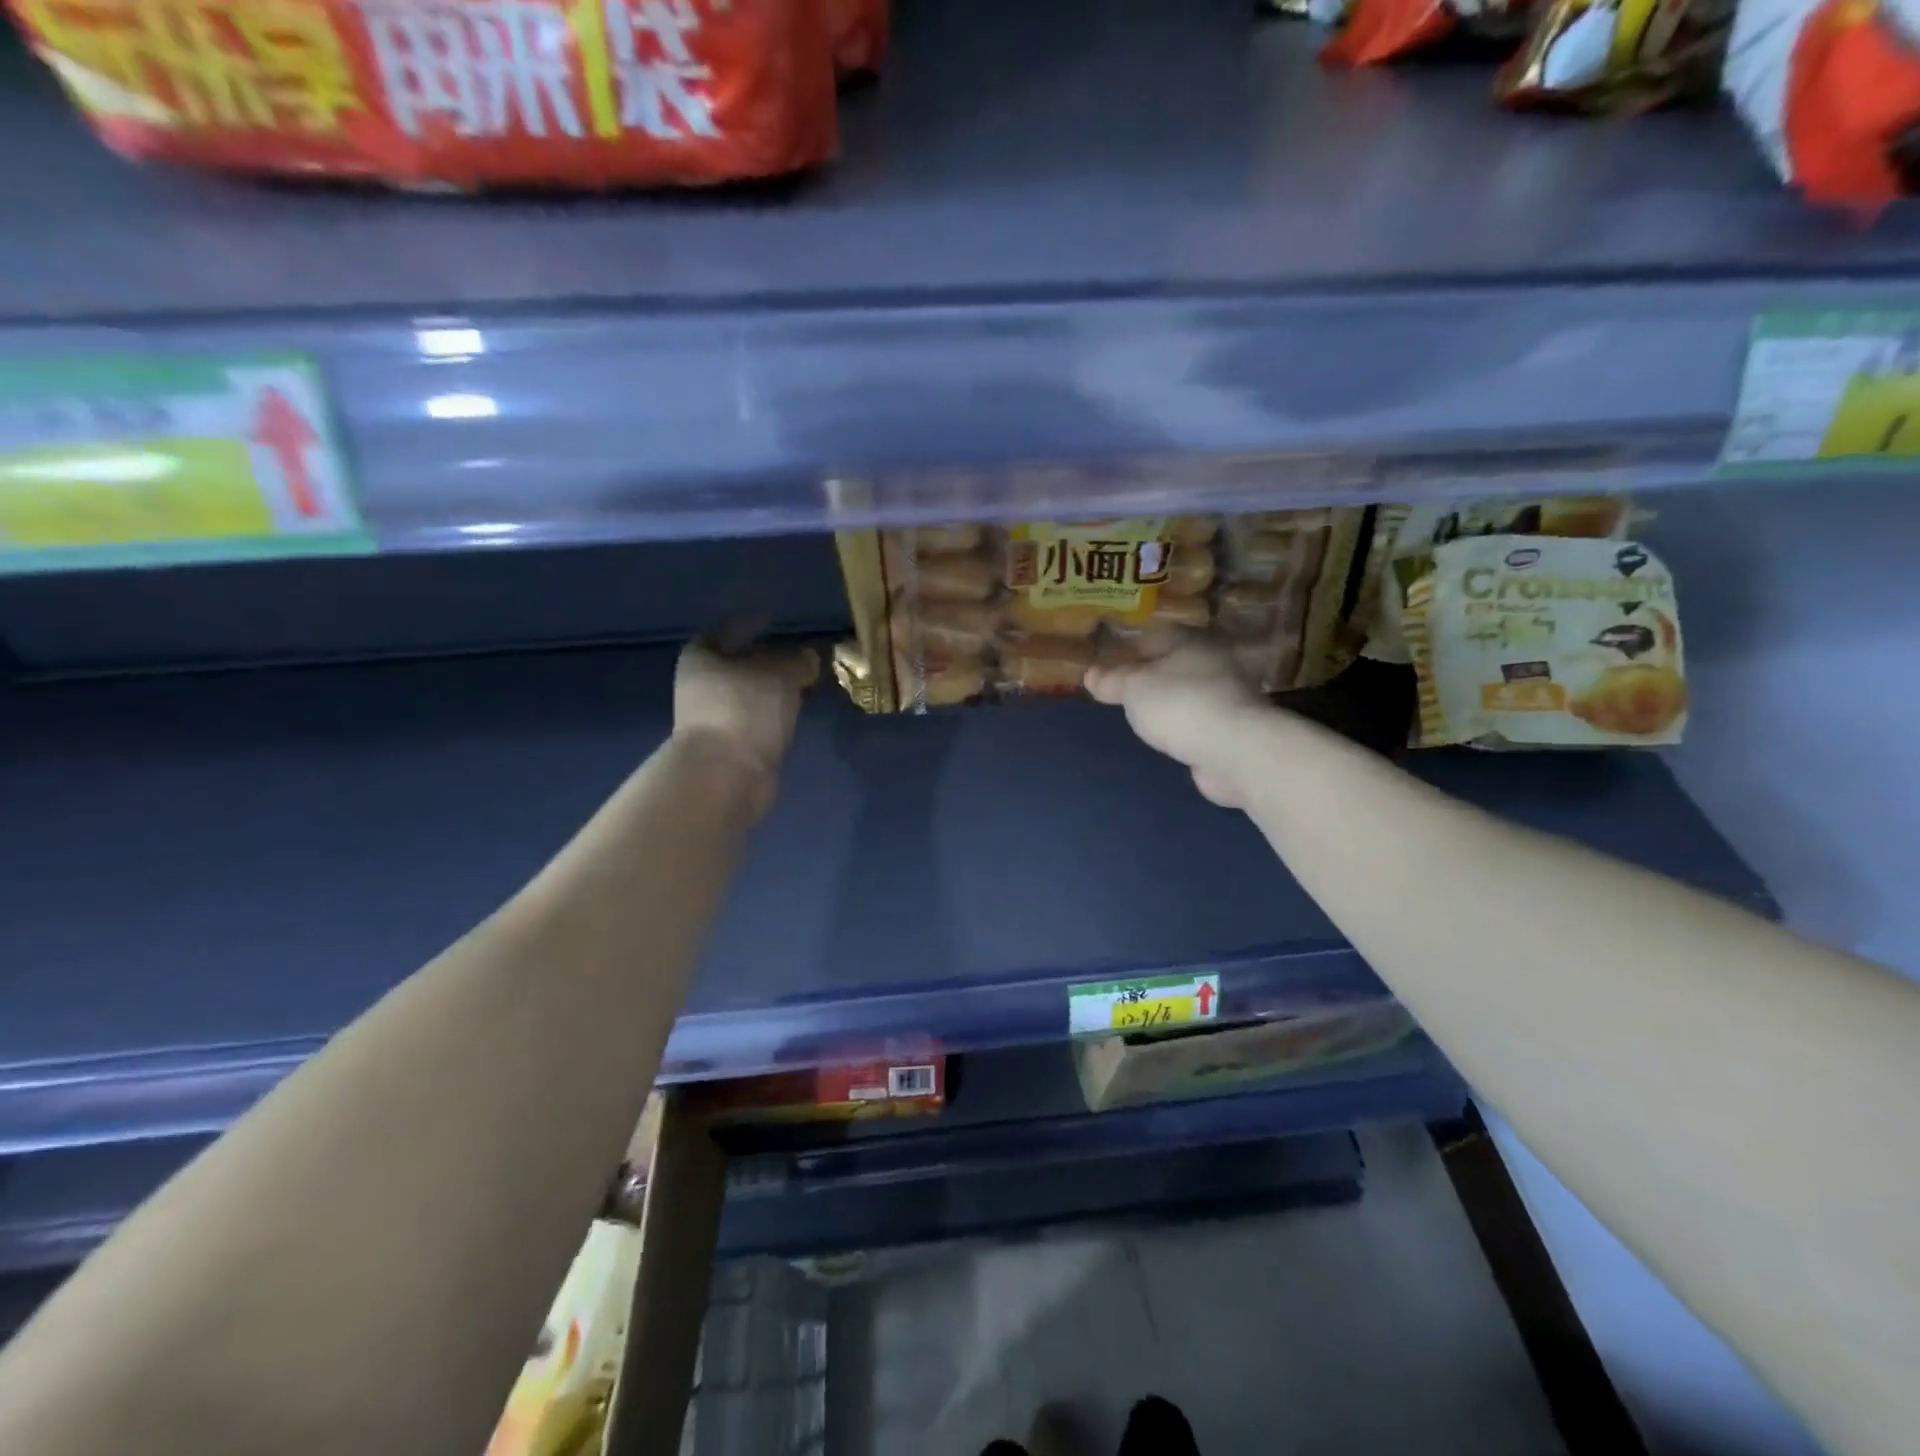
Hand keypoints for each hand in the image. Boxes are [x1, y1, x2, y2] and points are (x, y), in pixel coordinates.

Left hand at [673, 640, 817, 816]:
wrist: (726, 776)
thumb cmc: (746, 711)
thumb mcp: (781, 674)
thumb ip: (798, 660)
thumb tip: (808, 657)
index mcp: (702, 658)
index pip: (729, 631)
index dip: (753, 625)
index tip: (776, 622)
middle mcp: (702, 685)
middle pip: (740, 664)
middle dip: (770, 661)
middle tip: (802, 655)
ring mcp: (715, 718)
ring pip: (752, 694)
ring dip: (776, 690)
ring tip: (807, 683)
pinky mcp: (731, 745)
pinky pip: (758, 719)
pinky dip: (776, 713)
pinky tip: (797, 711)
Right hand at [1085, 639, 1266, 806]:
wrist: (1233, 750)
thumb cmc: (1178, 704)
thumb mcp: (1133, 688)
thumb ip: (1112, 680)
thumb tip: (1090, 674)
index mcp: (1191, 641)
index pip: (1155, 636)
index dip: (1129, 650)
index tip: (1108, 666)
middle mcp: (1215, 662)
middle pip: (1174, 664)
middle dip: (1150, 676)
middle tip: (1122, 692)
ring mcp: (1228, 696)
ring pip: (1188, 692)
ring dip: (1168, 702)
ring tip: (1141, 716)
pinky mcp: (1233, 728)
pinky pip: (1198, 720)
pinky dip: (1182, 725)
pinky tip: (1167, 737)